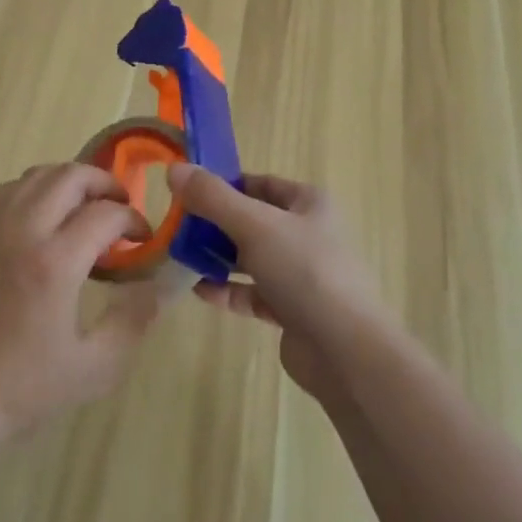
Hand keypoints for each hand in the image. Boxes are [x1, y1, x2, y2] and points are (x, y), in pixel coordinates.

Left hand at [0, 163, 162, 452]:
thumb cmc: (25, 390)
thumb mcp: (95, 368)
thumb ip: (134, 321)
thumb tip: (161, 286)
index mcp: (54, 263)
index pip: (106, 214)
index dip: (133, 220)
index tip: (144, 240)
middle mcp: (23, 233)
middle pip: (70, 177)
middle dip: (105, 185)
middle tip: (120, 209)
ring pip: (37, 175)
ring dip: (69, 181)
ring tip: (85, 206)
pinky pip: (5, 190)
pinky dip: (30, 189)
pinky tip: (40, 212)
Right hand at [166, 164, 385, 403]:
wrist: (346, 352)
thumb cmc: (305, 271)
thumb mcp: (255, 225)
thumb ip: (213, 197)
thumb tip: (175, 169)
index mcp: (309, 203)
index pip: (261, 183)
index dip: (226, 184)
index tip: (189, 191)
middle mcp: (307, 233)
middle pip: (253, 220)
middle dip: (216, 223)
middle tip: (178, 226)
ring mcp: (301, 274)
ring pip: (252, 257)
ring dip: (219, 256)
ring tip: (181, 257)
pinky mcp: (292, 311)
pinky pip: (253, 292)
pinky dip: (228, 289)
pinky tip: (199, 290)